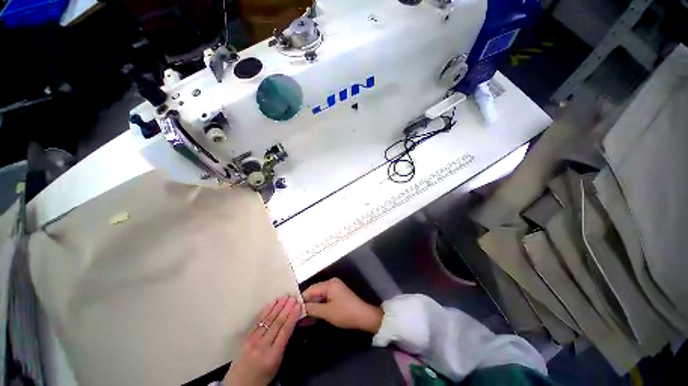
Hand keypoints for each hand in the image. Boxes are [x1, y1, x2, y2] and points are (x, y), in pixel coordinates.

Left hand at [224, 296, 301, 385]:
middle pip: (277, 323)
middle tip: (293, 297)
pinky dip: (266, 310)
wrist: (238, 385)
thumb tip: (290, 326)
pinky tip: (272, 303)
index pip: (285, 331)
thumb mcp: (276, 365)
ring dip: (278, 306)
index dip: (292, 317)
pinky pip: (258, 321)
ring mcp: (253, 340)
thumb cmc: (261, 377)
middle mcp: (262, 346)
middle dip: (286, 308)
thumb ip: (283, 346)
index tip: (298, 305)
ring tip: (285, 297)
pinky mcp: (246, 337)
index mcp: (272, 355)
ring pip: (268, 319)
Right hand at [302, 278, 382, 333]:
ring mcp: (335, 289)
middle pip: (314, 292)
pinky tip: (311, 317)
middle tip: (295, 315)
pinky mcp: (337, 296)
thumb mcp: (326, 312)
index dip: (301, 299)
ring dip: (311, 307)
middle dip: (306, 304)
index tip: (292, 308)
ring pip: (319, 297)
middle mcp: (331, 283)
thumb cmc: (344, 313)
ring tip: (301, 319)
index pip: (311, 289)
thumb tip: (299, 307)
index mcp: (329, 284)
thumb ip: (312, 308)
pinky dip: (319, 307)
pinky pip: (324, 300)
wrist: (363, 316)